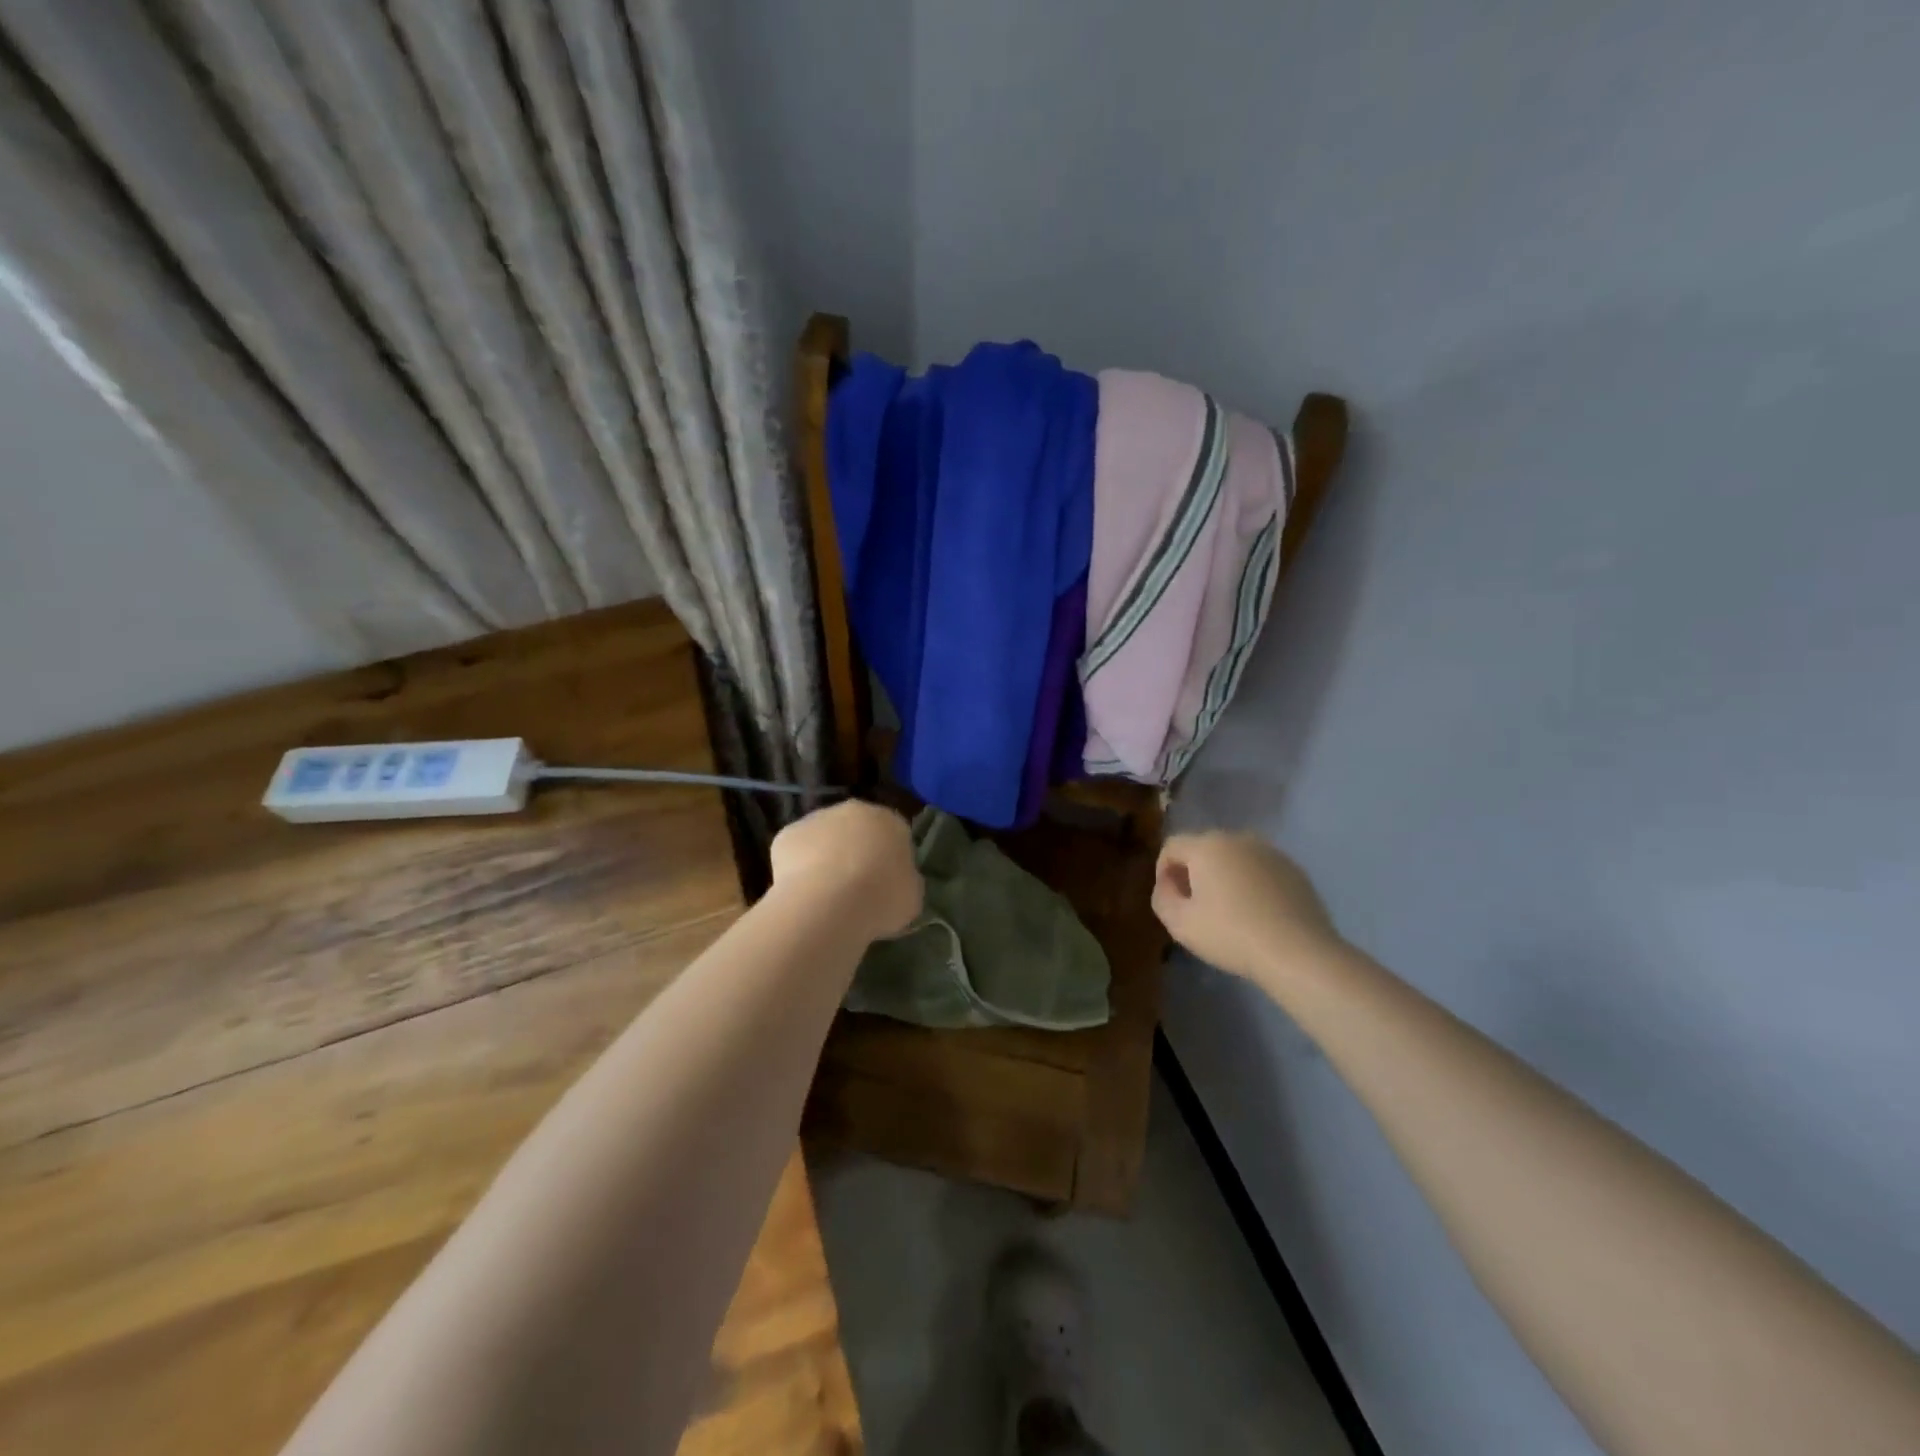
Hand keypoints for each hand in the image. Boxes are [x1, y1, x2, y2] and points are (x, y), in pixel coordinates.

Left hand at [770, 800, 921, 941]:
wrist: (828, 903)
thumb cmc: (881, 898)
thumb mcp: (911, 897)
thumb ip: (905, 881)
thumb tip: (896, 882)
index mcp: (891, 820)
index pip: (894, 834)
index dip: (889, 860)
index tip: (885, 884)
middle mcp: (854, 810)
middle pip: (857, 830)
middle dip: (856, 852)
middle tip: (855, 887)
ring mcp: (817, 818)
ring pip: (824, 838)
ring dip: (825, 858)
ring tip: (825, 895)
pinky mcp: (787, 834)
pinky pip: (796, 851)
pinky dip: (798, 868)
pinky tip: (802, 893)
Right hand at [1152, 832, 1342, 981]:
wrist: (1298, 952)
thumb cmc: (1231, 935)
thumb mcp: (1180, 923)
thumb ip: (1162, 897)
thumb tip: (1168, 884)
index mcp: (1206, 846)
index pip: (1171, 846)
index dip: (1163, 870)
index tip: (1169, 899)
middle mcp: (1238, 839)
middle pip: (1203, 849)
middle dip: (1193, 872)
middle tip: (1195, 905)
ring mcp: (1270, 852)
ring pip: (1234, 858)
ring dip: (1223, 876)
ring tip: (1228, 910)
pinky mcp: (1294, 869)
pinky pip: (1260, 870)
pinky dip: (1251, 884)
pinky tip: (1257, 913)